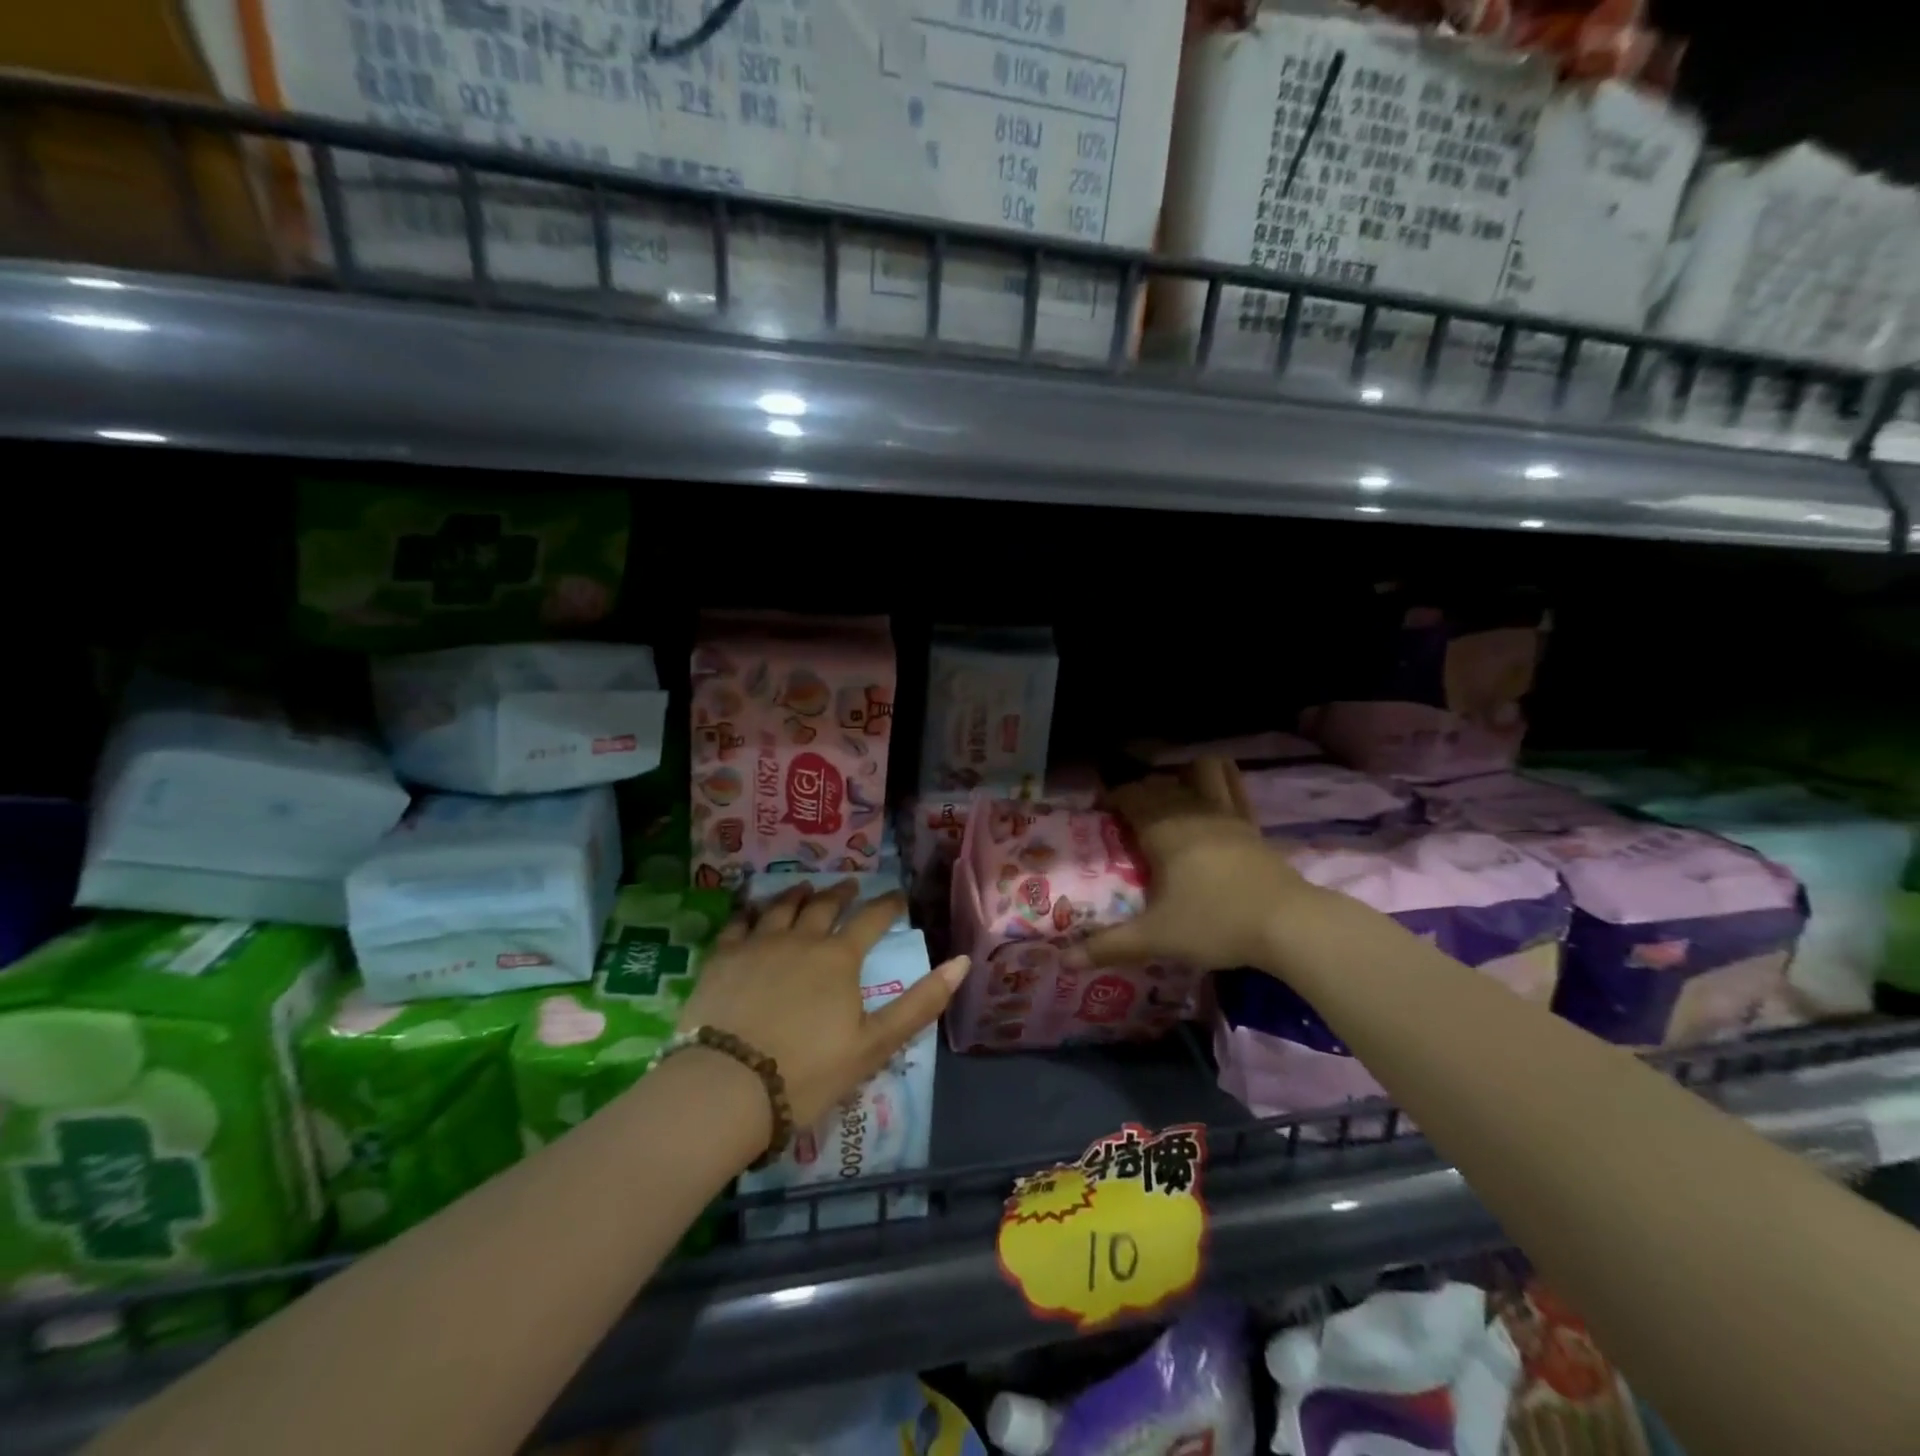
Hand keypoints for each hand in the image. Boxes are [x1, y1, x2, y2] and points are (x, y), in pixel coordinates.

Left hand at [679, 881, 969, 1131]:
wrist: (727, 1086)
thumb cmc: (808, 1071)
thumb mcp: (875, 1044)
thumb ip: (921, 1003)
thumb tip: (962, 962)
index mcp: (839, 957)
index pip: (872, 919)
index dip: (889, 905)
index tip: (898, 897)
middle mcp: (800, 938)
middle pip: (824, 905)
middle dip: (842, 894)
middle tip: (850, 886)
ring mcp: (757, 944)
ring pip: (781, 907)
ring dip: (798, 895)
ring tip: (806, 889)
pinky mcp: (722, 958)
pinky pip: (738, 924)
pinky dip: (750, 913)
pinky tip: (751, 913)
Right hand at [1080, 757, 1315, 972]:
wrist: (1287, 924)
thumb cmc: (1214, 924)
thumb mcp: (1156, 938)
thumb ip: (1109, 946)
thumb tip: (1063, 961)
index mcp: (1162, 831)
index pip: (1130, 796)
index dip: (1112, 797)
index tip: (1101, 810)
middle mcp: (1190, 812)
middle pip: (1158, 785)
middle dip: (1139, 791)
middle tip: (1127, 815)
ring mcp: (1225, 814)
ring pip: (1198, 772)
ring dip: (1180, 775)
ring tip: (1170, 795)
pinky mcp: (1251, 823)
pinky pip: (1233, 784)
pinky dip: (1219, 776)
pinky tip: (1211, 786)